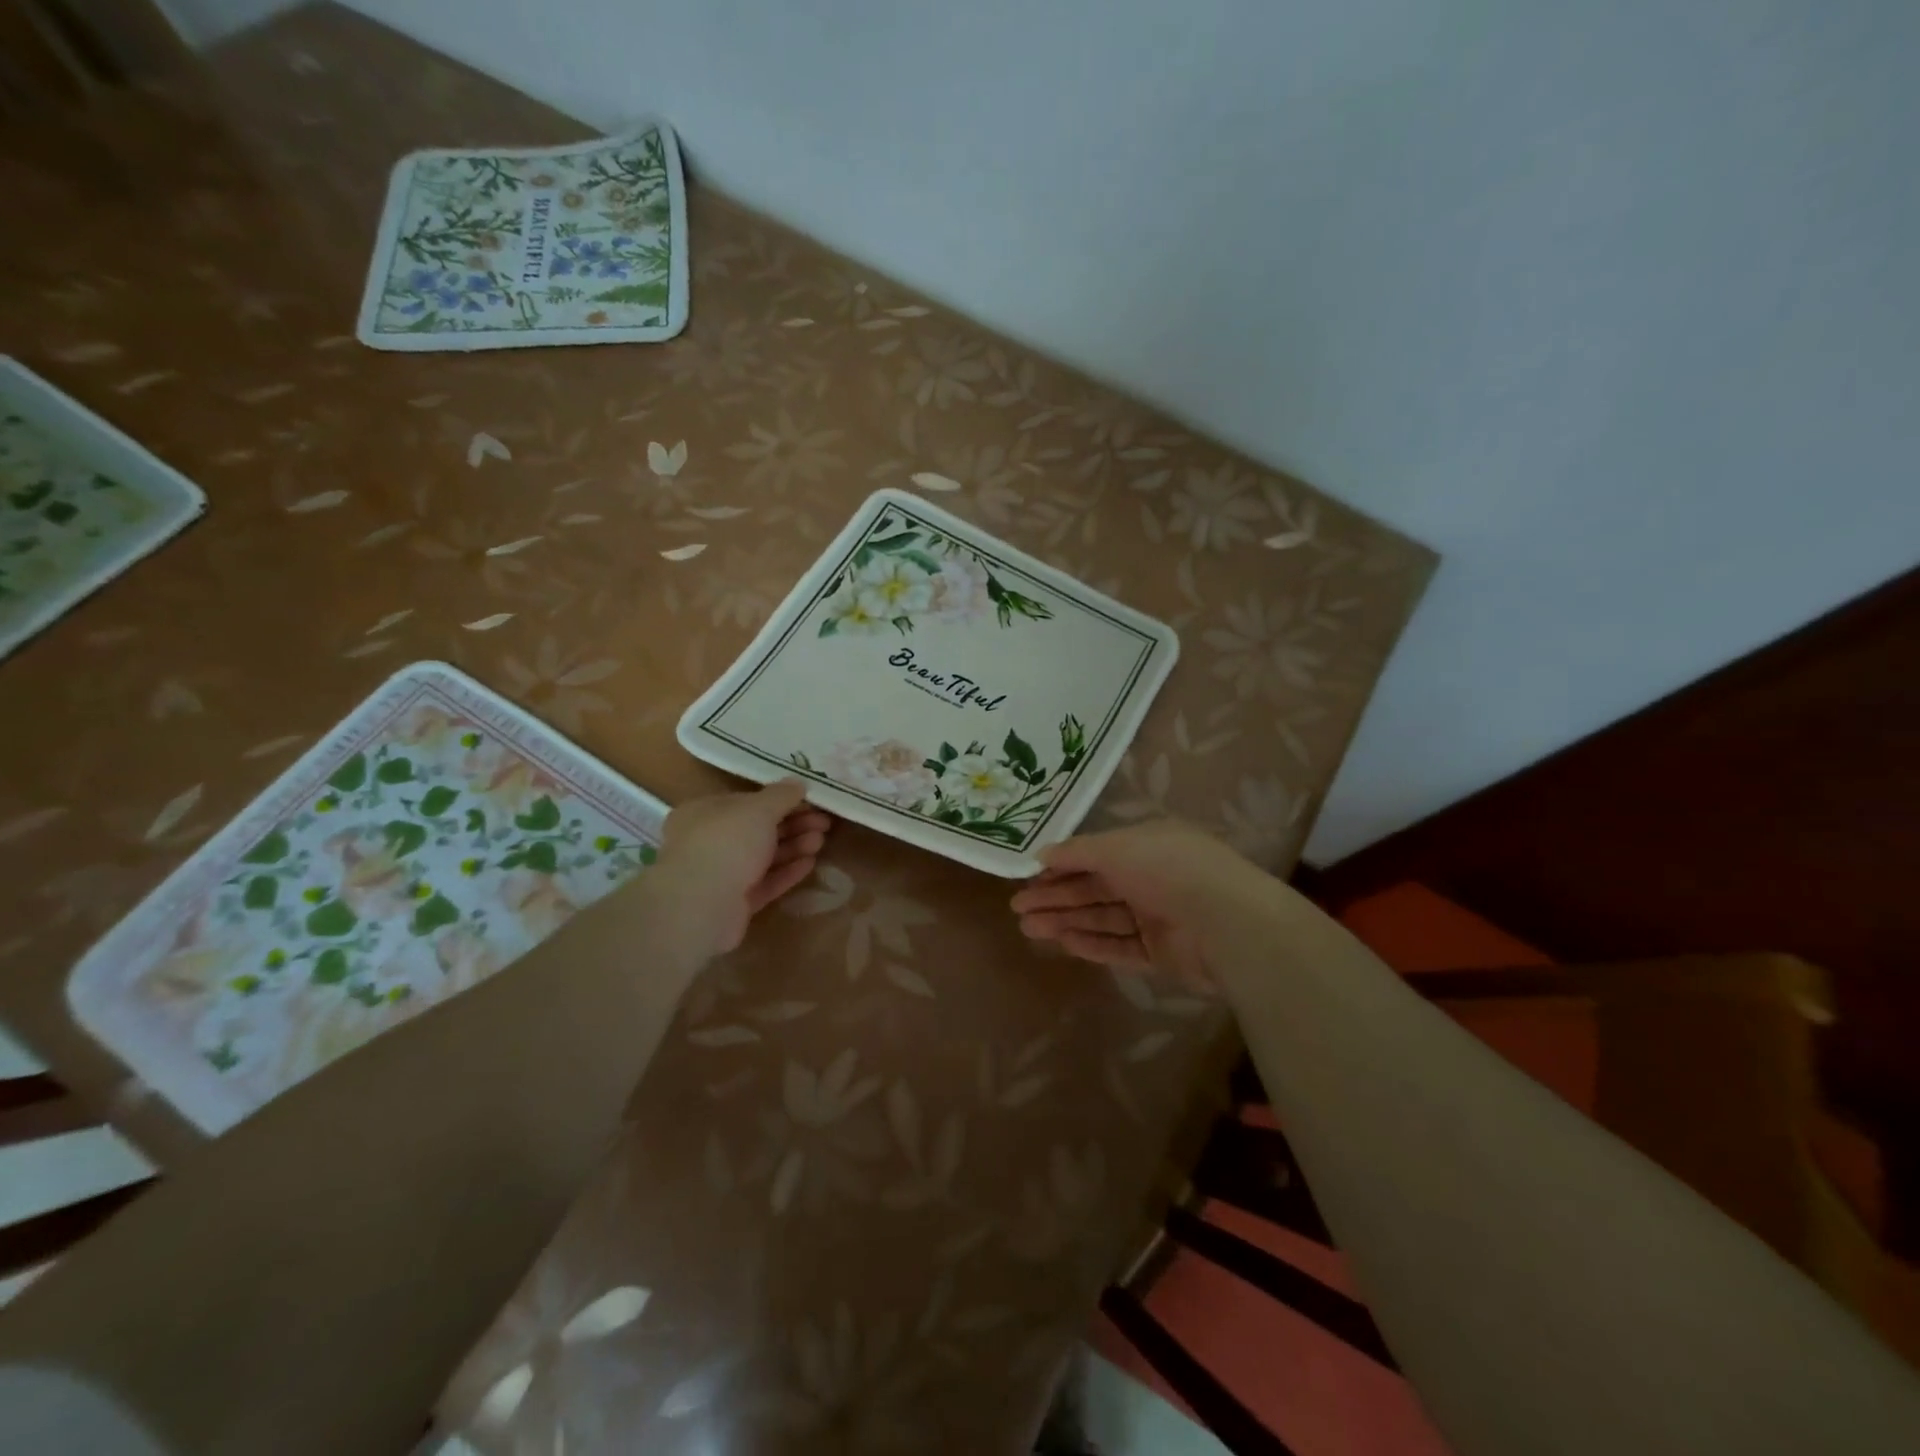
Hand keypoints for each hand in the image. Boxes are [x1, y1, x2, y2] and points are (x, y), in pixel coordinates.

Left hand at [656, 780, 832, 955]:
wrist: (701, 905)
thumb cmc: (726, 843)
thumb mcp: (758, 809)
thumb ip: (781, 795)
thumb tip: (798, 783)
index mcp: (704, 812)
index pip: (747, 802)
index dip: (781, 801)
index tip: (810, 802)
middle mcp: (708, 841)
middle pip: (758, 830)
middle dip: (793, 825)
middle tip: (824, 823)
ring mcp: (720, 875)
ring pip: (763, 857)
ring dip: (793, 847)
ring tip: (821, 841)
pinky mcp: (733, 904)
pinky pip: (764, 883)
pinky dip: (786, 872)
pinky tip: (810, 864)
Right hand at [1010, 820, 1275, 988]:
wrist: (1226, 922)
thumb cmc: (1168, 869)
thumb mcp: (1117, 847)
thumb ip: (1077, 852)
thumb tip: (1042, 854)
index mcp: (1147, 846)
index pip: (1096, 855)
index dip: (1061, 866)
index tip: (1029, 878)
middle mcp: (1152, 879)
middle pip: (1095, 889)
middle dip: (1056, 896)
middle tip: (1018, 907)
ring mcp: (1158, 918)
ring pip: (1103, 919)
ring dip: (1066, 921)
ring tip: (1028, 927)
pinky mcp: (1163, 954)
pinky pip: (1120, 948)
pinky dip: (1092, 944)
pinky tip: (1063, 942)